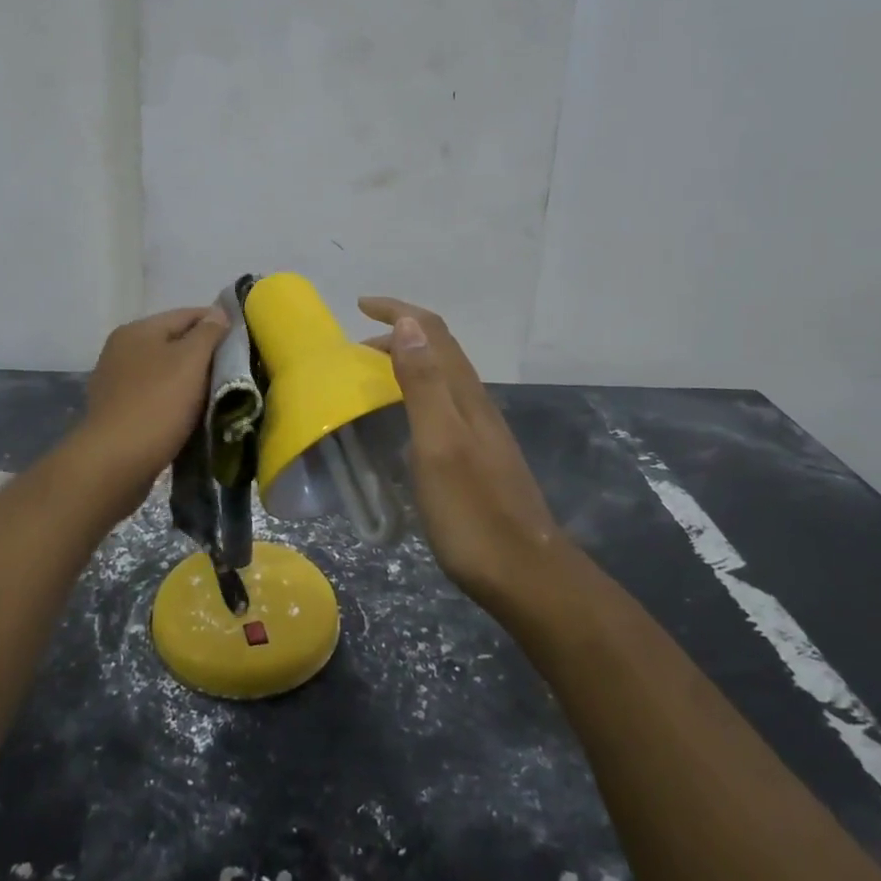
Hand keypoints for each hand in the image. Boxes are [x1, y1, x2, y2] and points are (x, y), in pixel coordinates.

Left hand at [73, 304, 230, 505]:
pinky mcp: (118, 412)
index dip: (218, 324)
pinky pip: (155, 397)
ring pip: (166, 372)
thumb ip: (208, 333)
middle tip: (235, 371)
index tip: (243, 343)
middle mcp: (122, 350)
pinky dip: (175, 402)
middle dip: (205, 355)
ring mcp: (117, 382)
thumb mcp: (190, 361)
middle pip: (175, 343)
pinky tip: (191, 416)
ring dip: (190, 381)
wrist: (114, 464)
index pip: (188, 315)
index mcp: (137, 330)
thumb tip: (219, 313)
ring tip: (218, 396)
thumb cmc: (157, 404)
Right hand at [358, 297, 569, 606]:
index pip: (433, 332)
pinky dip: (415, 394)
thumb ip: (424, 384)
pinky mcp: (478, 458)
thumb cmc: (473, 512)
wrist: (525, 575)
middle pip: (438, 351)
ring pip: (442, 378)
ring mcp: (480, 432)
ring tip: (371, 378)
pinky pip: (442, 406)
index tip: (361, 305)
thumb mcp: (439, 444)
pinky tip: (402, 423)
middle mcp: (475, 404)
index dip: (399, 311)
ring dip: (407, 364)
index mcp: (464, 395)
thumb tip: (409, 324)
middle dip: (398, 336)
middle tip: (355, 351)